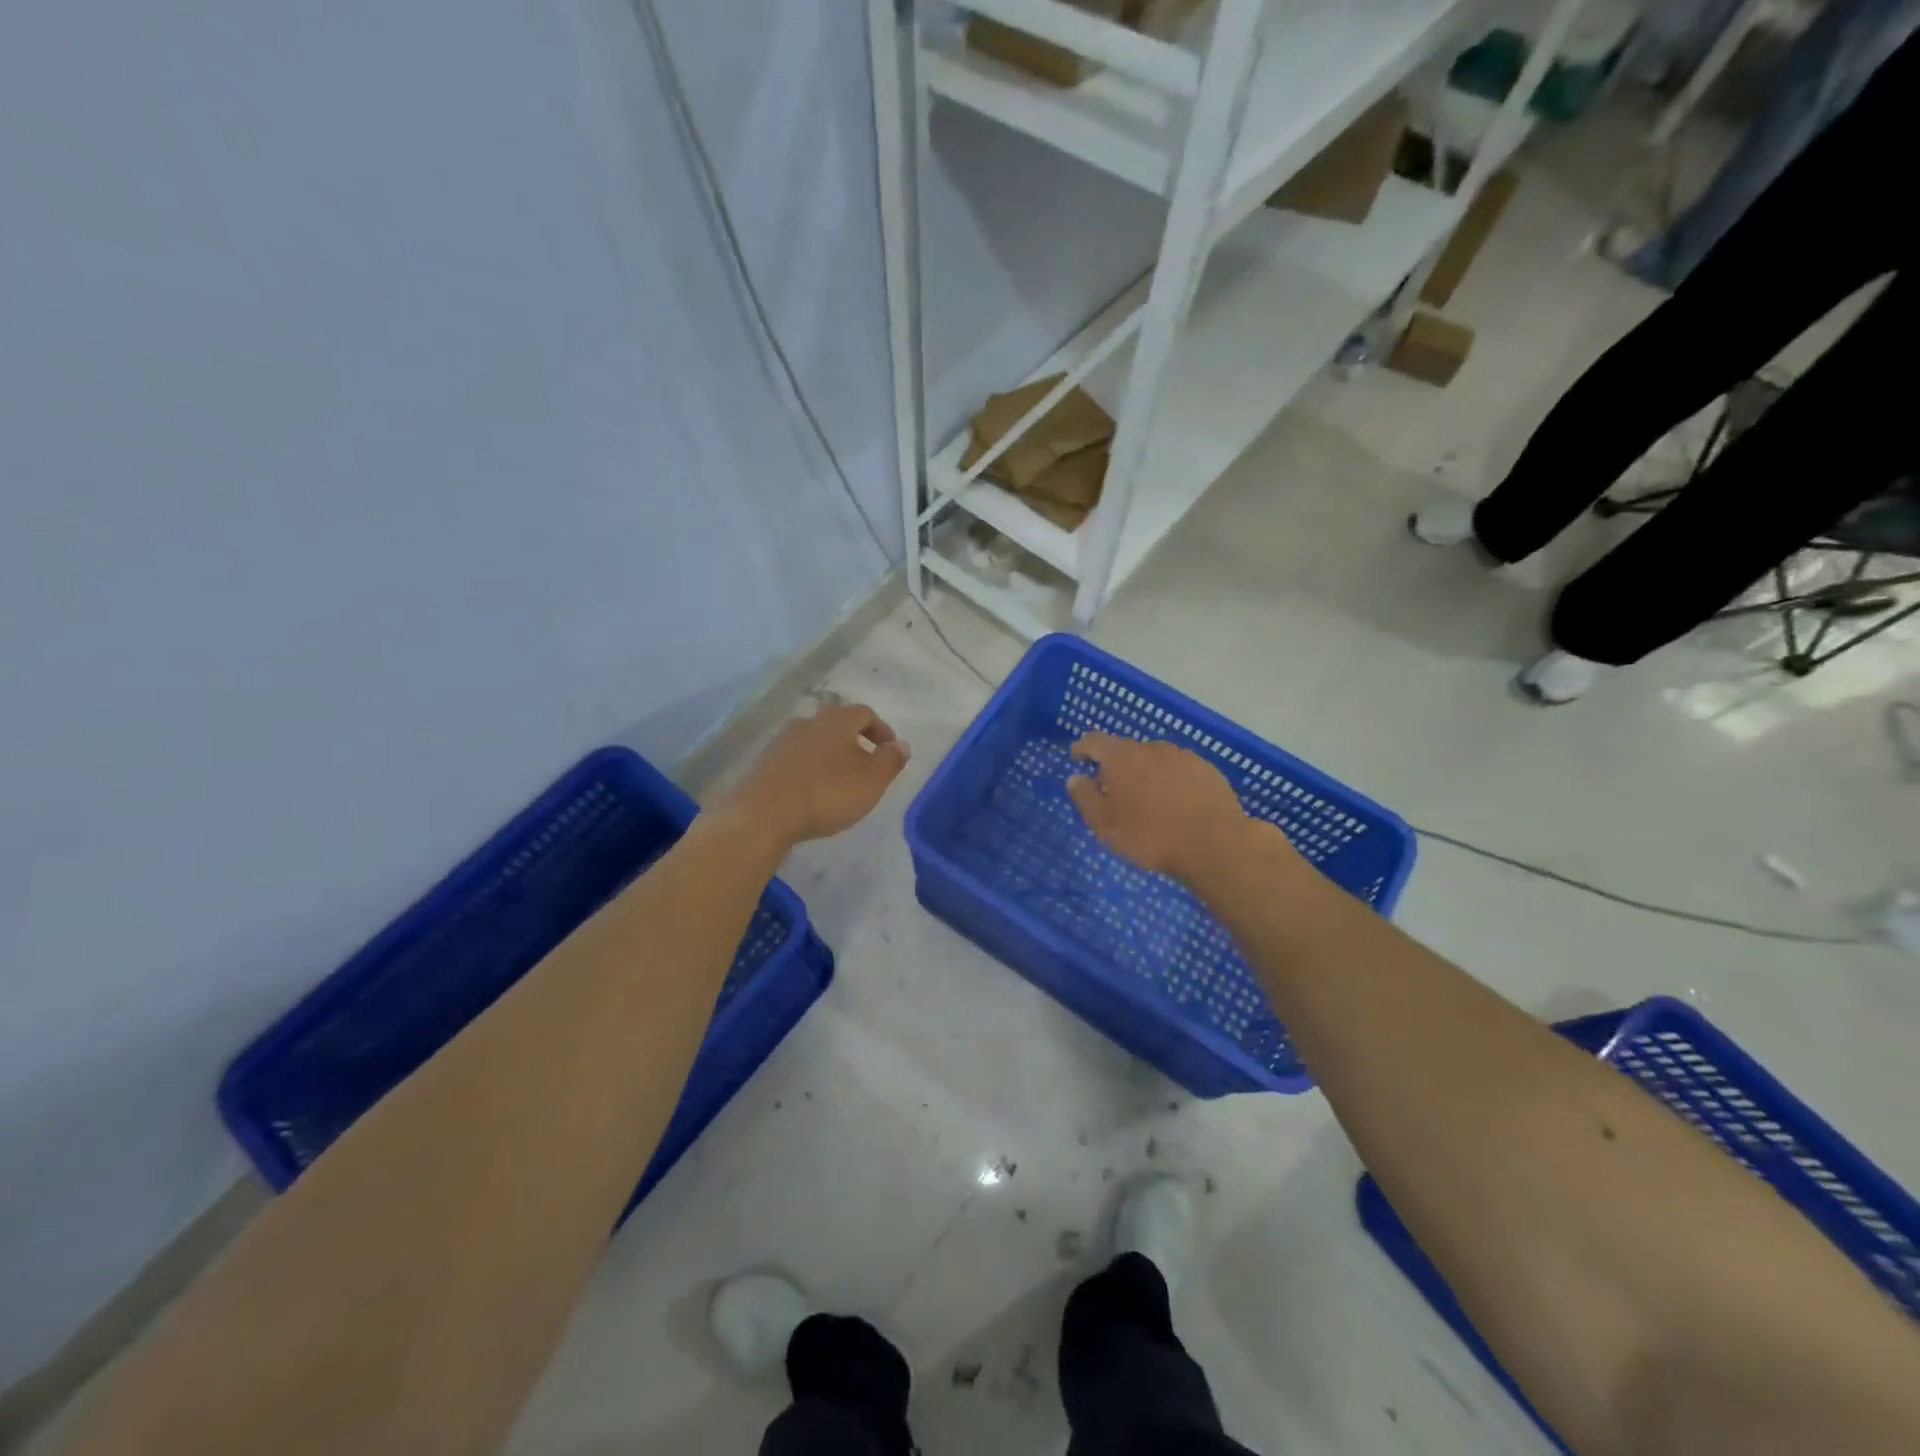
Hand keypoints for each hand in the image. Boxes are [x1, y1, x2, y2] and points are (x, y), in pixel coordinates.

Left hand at [720, 701, 909, 846]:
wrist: (763, 814)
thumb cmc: (827, 793)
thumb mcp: (871, 780)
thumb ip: (890, 760)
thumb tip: (901, 745)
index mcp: (837, 721)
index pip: (864, 713)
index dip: (880, 729)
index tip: (889, 750)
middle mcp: (808, 722)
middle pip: (836, 722)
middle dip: (853, 739)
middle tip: (864, 761)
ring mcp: (782, 741)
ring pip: (813, 739)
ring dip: (829, 753)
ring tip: (838, 778)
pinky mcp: (764, 762)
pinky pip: (794, 758)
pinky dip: (808, 768)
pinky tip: (811, 789)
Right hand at [1066, 732, 1250, 882]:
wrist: (1214, 845)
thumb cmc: (1150, 836)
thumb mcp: (1104, 824)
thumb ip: (1085, 797)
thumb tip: (1075, 777)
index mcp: (1122, 757)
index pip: (1094, 740)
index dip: (1082, 748)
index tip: (1077, 759)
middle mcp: (1151, 748)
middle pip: (1125, 750)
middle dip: (1115, 766)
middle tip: (1112, 791)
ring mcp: (1183, 756)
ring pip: (1154, 760)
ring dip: (1144, 773)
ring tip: (1146, 800)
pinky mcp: (1207, 770)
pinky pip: (1179, 770)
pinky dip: (1170, 781)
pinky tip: (1175, 804)